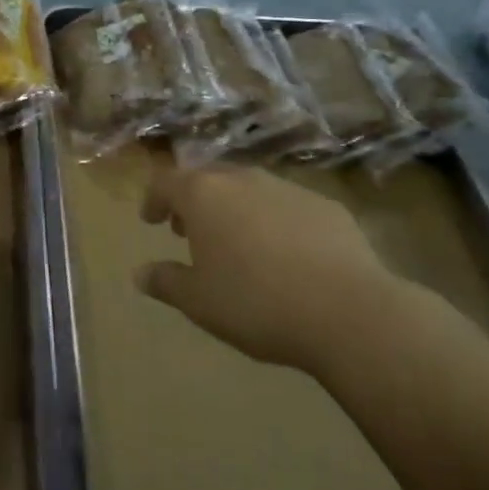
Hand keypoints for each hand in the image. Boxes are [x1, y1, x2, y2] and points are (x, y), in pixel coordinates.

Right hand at [137, 161, 404, 374]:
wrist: (348, 311)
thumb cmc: (256, 303)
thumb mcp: (199, 302)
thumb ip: (166, 282)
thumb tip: (140, 274)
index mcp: (204, 195)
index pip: (166, 182)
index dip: (154, 199)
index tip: (152, 220)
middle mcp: (242, 179)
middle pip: (207, 179)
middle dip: (194, 201)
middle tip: (190, 230)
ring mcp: (287, 188)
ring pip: (249, 189)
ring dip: (234, 208)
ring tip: (237, 243)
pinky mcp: (325, 204)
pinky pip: (287, 205)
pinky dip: (274, 220)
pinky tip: (285, 254)